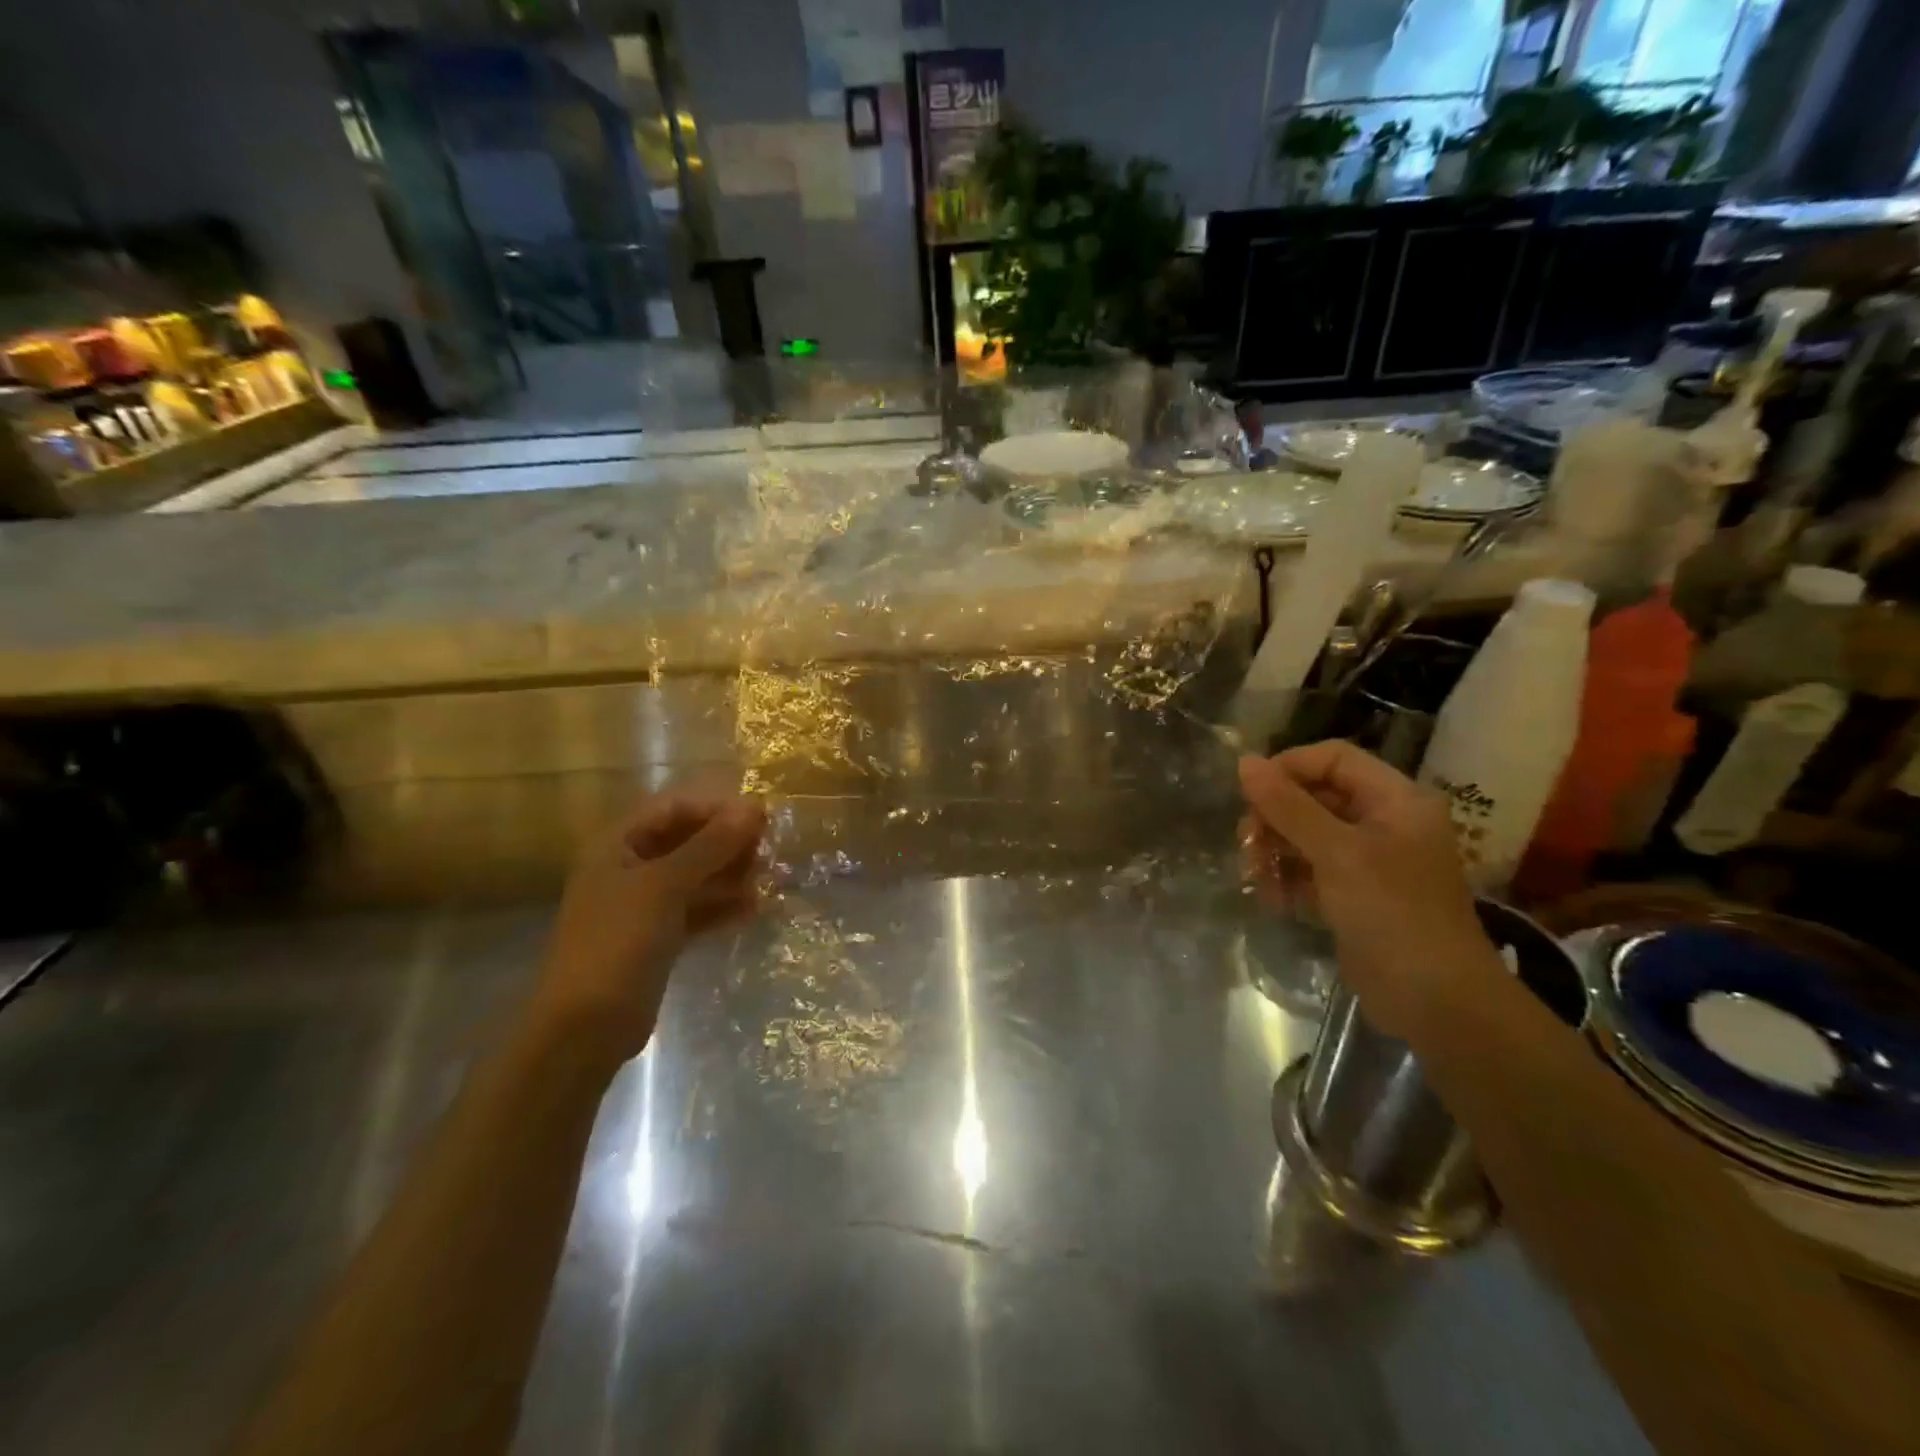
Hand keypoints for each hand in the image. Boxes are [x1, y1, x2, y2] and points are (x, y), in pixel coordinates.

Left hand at [531, 792, 766, 1063]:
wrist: (585, 1028)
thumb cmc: (618, 943)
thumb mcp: (665, 886)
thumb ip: (710, 846)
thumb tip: (754, 808)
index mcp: (618, 845)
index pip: (673, 808)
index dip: (716, 808)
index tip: (760, 818)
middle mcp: (629, 868)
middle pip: (686, 841)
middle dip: (728, 843)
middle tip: (769, 852)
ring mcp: (643, 906)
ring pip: (695, 877)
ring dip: (730, 875)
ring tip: (768, 880)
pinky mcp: (657, 938)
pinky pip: (696, 911)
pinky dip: (722, 907)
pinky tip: (754, 909)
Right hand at [1239, 741, 1498, 1040]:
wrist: (1436, 1003)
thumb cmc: (1393, 913)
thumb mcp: (1337, 853)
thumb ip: (1288, 806)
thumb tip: (1244, 762)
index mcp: (1396, 800)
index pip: (1332, 759)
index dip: (1288, 768)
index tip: (1248, 794)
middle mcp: (1384, 823)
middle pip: (1314, 797)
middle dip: (1275, 817)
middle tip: (1247, 843)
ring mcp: (1369, 861)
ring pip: (1306, 835)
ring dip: (1274, 851)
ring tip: (1255, 878)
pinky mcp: (1354, 895)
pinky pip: (1309, 871)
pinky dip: (1287, 880)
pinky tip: (1273, 900)